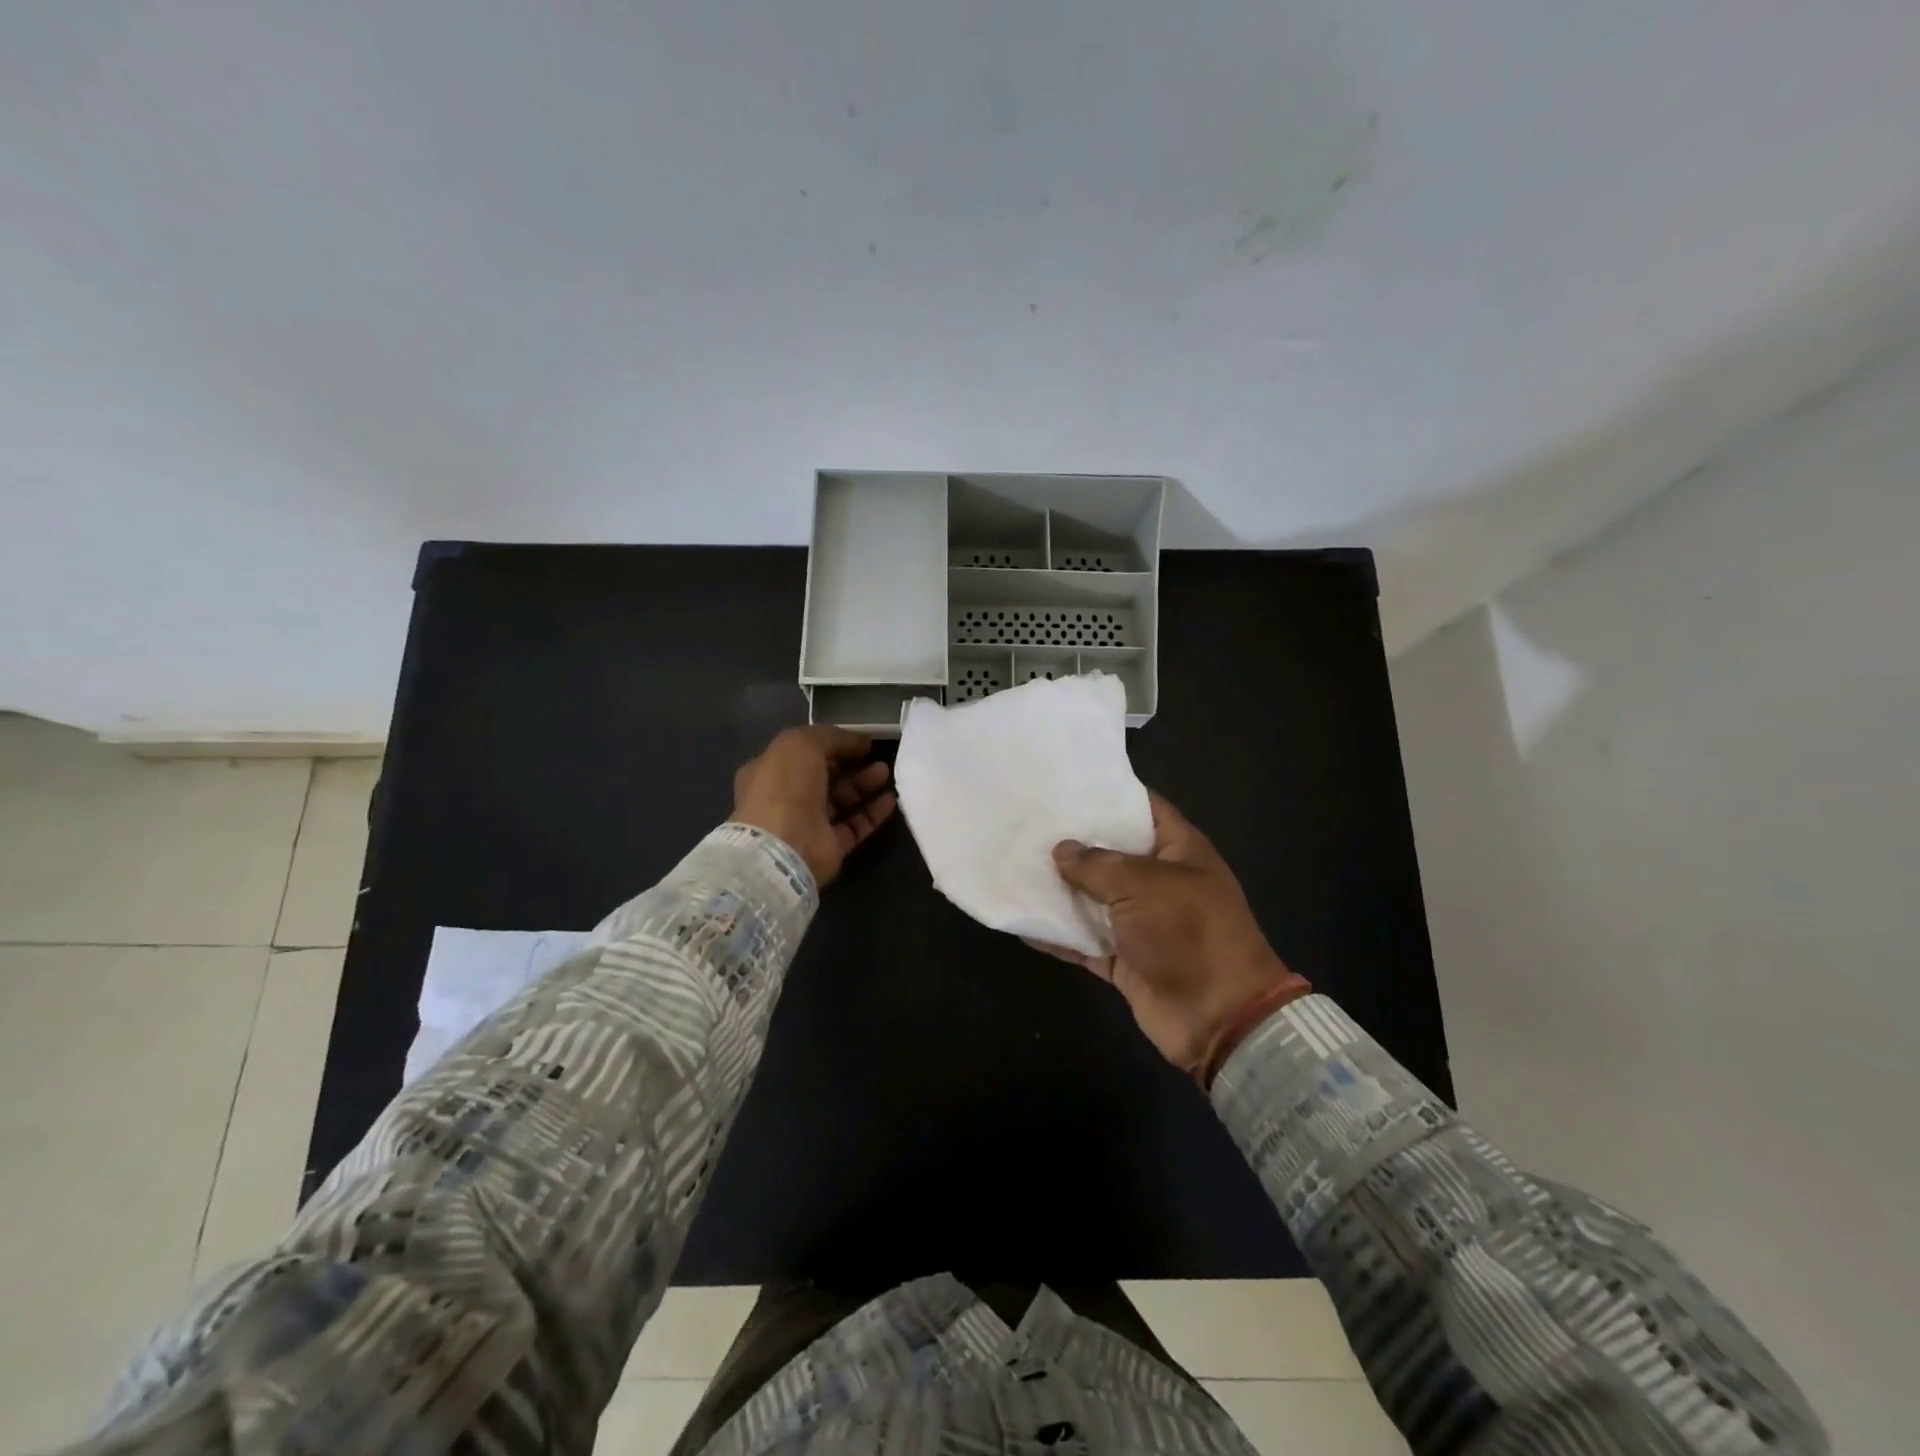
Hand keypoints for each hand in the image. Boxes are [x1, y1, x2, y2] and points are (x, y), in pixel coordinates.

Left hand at [730, 726, 895, 888]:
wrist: (784, 847)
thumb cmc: (784, 787)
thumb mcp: (801, 744)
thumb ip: (831, 736)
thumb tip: (858, 741)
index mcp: (768, 771)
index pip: (801, 753)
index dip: (829, 743)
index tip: (857, 739)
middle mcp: (785, 798)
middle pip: (823, 776)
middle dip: (849, 763)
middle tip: (874, 754)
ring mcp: (807, 824)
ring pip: (840, 800)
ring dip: (863, 784)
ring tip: (885, 772)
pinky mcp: (828, 847)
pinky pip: (854, 825)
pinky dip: (872, 812)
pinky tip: (889, 800)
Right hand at [1035, 792, 1309, 1077]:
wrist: (1219, 1017)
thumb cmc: (1188, 932)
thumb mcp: (1142, 885)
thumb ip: (1097, 864)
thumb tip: (1061, 850)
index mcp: (1179, 850)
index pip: (1143, 808)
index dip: (1110, 794)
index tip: (1066, 785)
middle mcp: (1160, 881)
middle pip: (1112, 853)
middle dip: (1074, 842)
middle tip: (1028, 823)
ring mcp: (1142, 922)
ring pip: (1094, 898)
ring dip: (1060, 889)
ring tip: (1015, 866)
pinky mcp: (1125, 959)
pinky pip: (1085, 941)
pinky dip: (1058, 936)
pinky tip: (1023, 923)